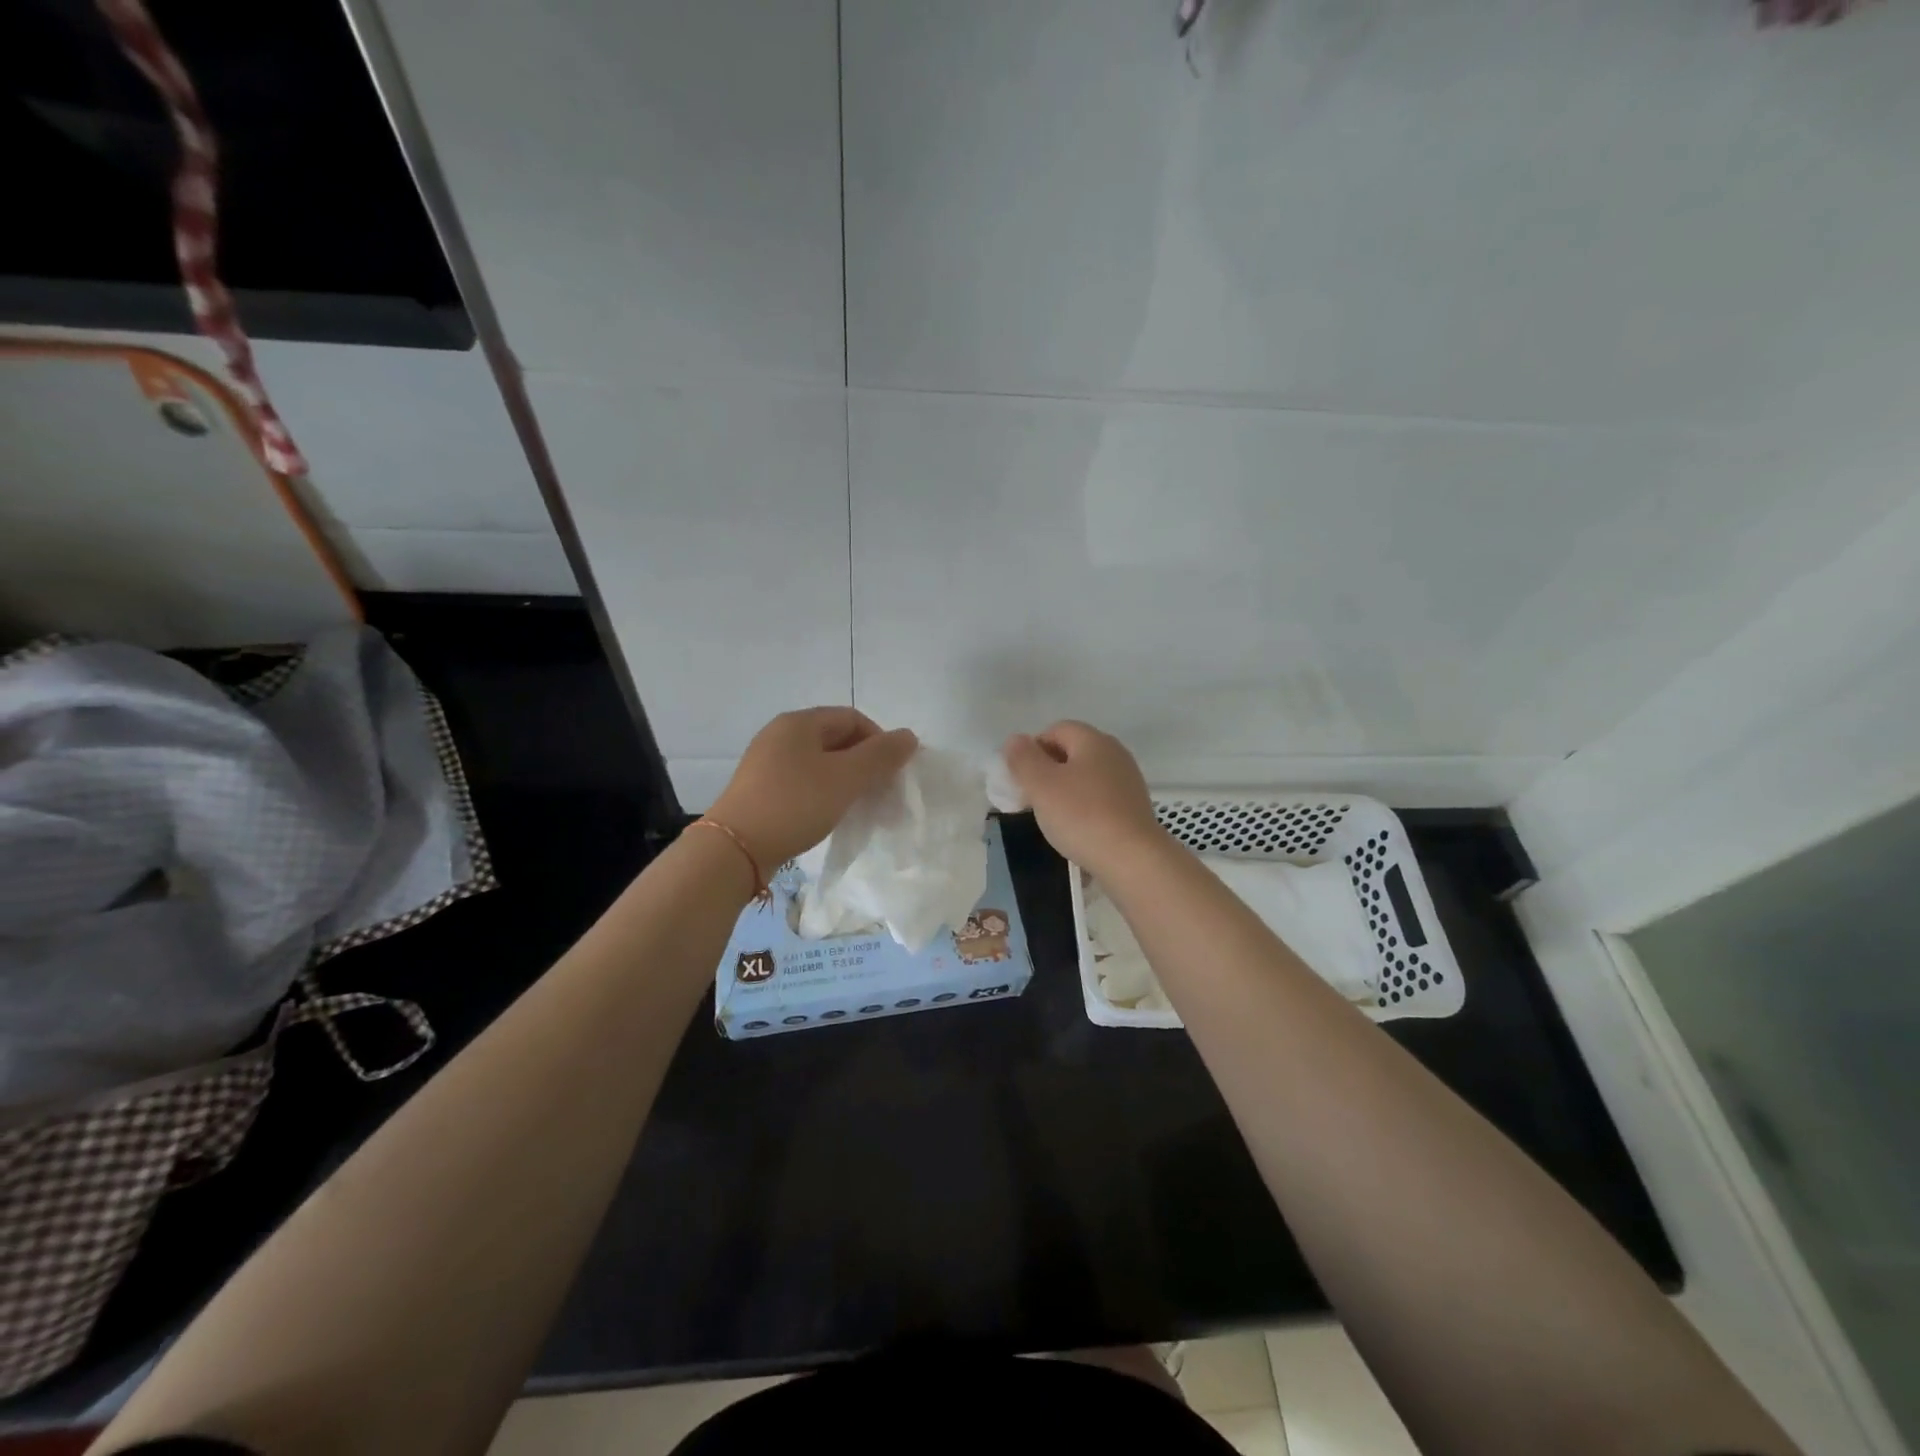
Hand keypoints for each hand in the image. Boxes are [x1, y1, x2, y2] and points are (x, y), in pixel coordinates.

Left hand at [709, 707, 917, 872]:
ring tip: (857, 806)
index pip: (853, 718)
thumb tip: (908, 736)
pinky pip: (802, 781)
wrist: (735, 849)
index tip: (891, 773)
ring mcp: (766, 762)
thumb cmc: (795, 804)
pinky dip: (823, 792)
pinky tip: (828, 814)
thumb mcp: (845, 778)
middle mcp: (780, 734)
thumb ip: (881, 756)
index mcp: (799, 722)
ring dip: (845, 780)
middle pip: (836, 738)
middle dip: (864, 762)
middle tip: (879, 792)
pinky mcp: (759, 788)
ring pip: (819, 762)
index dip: (879, 741)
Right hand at [1003, 721, 1166, 876]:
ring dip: (1065, 793)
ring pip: (1086, 778)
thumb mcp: (1041, 785)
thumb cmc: (1082, 816)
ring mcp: (1128, 781)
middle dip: (1047, 772)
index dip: (1032, 749)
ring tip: (1052, 819)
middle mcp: (1115, 753)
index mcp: (1093, 740)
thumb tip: (1015, 740)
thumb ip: (1023, 758)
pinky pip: (1100, 800)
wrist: (1133, 859)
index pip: (1055, 730)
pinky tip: (1077, 831)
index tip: (1020, 779)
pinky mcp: (1134, 808)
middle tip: (1031, 799)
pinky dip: (1084, 809)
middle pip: (1072, 753)